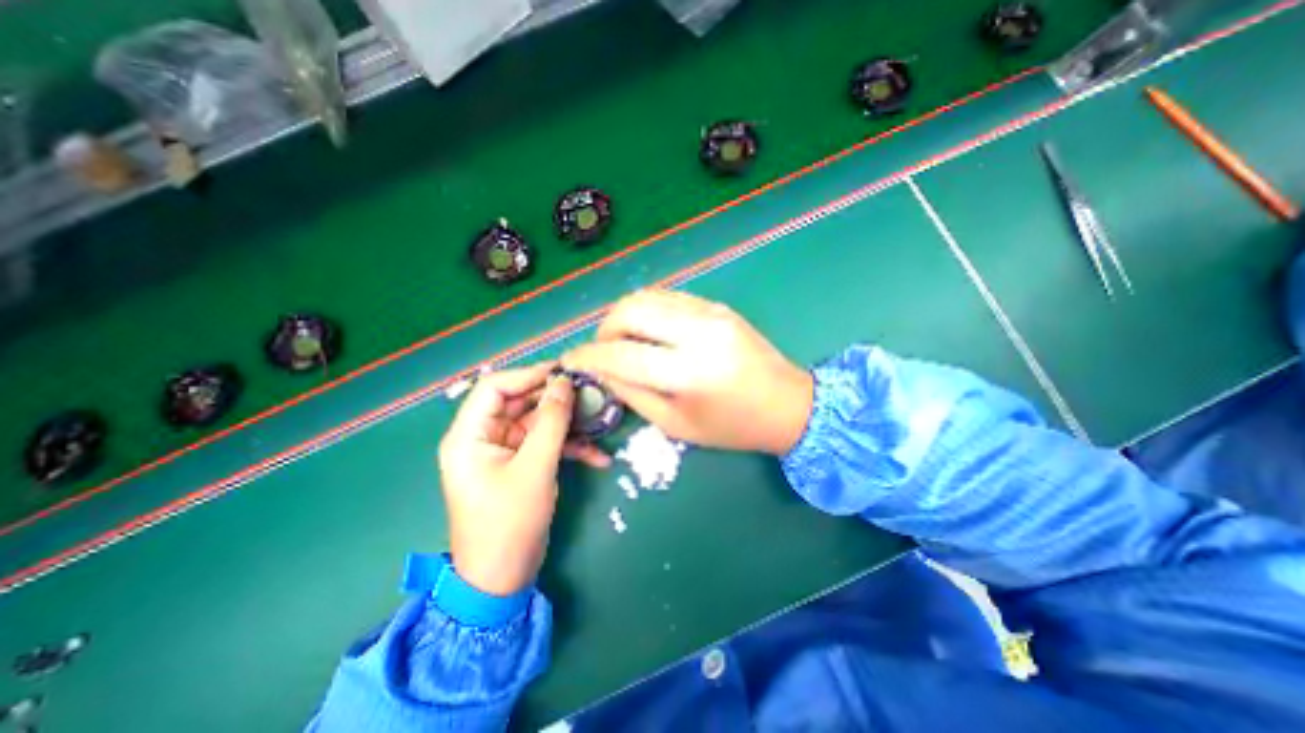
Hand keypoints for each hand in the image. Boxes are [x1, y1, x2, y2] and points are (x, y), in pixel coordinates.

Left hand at [433, 363, 605, 597]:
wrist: (503, 578)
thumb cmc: (509, 522)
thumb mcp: (534, 468)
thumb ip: (551, 421)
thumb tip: (564, 382)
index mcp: (469, 435)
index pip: (494, 387)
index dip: (529, 375)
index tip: (564, 372)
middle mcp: (483, 437)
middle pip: (520, 402)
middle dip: (555, 399)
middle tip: (589, 392)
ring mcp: (504, 452)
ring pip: (538, 423)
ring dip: (568, 424)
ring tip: (599, 420)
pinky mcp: (521, 465)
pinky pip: (545, 444)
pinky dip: (569, 447)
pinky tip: (598, 456)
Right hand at [563, 289, 811, 452]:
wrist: (786, 404)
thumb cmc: (731, 426)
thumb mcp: (675, 424)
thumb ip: (633, 394)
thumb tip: (601, 371)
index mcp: (688, 373)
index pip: (620, 354)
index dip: (588, 356)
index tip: (571, 359)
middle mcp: (697, 333)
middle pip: (630, 310)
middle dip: (604, 328)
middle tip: (602, 349)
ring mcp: (710, 312)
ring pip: (648, 296)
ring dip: (624, 315)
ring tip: (622, 339)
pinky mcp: (717, 305)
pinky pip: (669, 297)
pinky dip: (648, 309)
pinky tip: (648, 329)